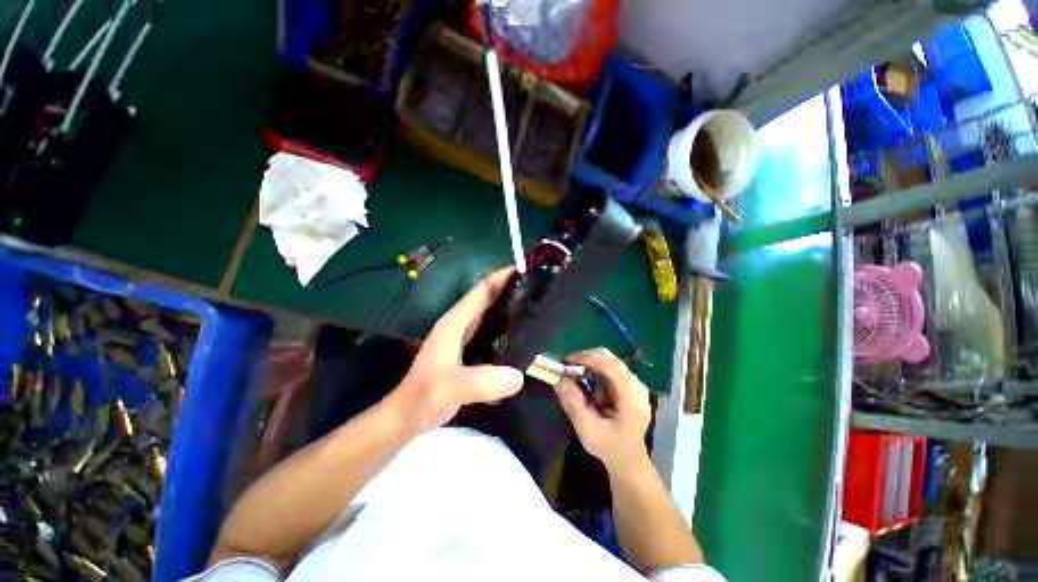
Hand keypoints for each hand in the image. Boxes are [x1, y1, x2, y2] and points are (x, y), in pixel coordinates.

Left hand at [390, 268, 524, 430]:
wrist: (408, 416)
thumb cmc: (424, 397)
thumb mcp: (452, 388)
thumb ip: (482, 381)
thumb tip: (519, 376)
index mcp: (454, 323)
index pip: (481, 291)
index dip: (501, 278)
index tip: (525, 270)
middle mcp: (459, 325)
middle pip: (487, 299)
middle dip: (510, 290)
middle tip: (536, 289)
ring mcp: (462, 338)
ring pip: (489, 316)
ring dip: (508, 308)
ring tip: (533, 308)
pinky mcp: (467, 351)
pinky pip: (490, 333)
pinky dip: (504, 329)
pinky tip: (520, 336)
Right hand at [556, 348, 651, 472]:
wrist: (627, 459)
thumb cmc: (609, 447)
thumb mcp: (588, 430)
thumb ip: (574, 404)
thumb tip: (559, 379)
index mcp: (632, 397)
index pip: (611, 366)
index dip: (588, 359)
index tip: (566, 362)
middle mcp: (636, 385)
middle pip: (610, 359)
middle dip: (585, 359)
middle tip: (566, 367)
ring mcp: (633, 383)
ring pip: (608, 361)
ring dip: (588, 365)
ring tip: (574, 377)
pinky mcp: (627, 384)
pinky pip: (608, 368)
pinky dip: (593, 371)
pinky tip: (586, 385)